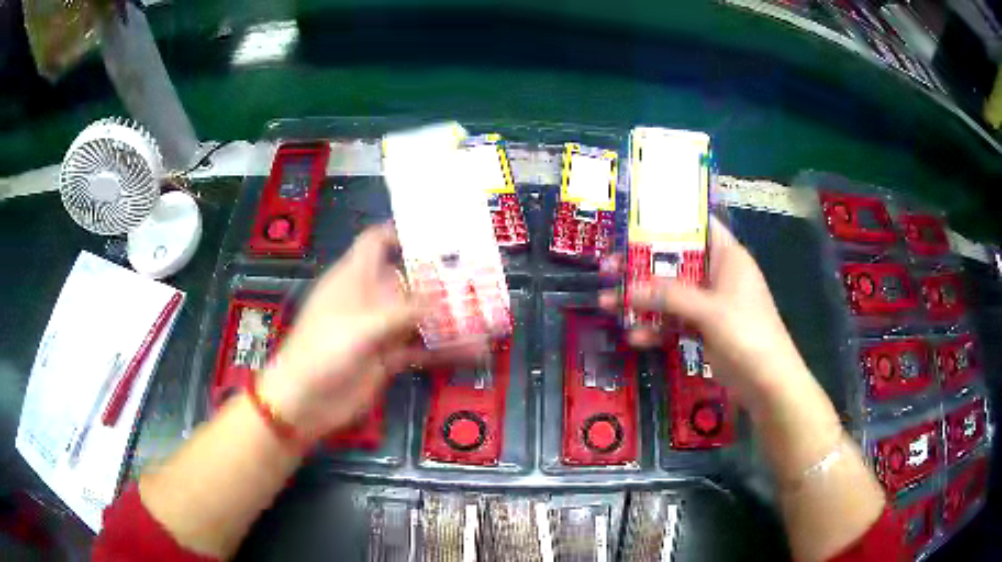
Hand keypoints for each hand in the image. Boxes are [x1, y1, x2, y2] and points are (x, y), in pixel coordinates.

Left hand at [258, 224, 487, 440]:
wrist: (305, 402)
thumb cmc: (322, 351)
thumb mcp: (361, 326)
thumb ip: (403, 311)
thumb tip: (441, 298)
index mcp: (353, 278)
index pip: (375, 242)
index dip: (401, 233)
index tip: (438, 234)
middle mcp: (368, 299)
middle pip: (406, 279)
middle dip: (440, 278)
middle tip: (481, 276)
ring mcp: (378, 330)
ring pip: (418, 316)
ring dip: (448, 317)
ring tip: (487, 316)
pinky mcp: (387, 358)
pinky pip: (420, 349)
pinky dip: (445, 350)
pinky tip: (474, 351)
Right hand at [599, 218, 809, 406]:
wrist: (768, 383)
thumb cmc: (748, 334)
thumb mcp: (710, 310)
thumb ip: (670, 296)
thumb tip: (628, 289)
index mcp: (727, 257)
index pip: (698, 225)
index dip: (669, 219)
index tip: (635, 219)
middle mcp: (718, 275)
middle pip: (676, 262)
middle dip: (642, 266)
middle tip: (609, 266)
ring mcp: (710, 304)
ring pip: (671, 294)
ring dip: (643, 300)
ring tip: (607, 304)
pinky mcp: (705, 330)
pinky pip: (675, 322)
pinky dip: (657, 327)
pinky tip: (635, 337)